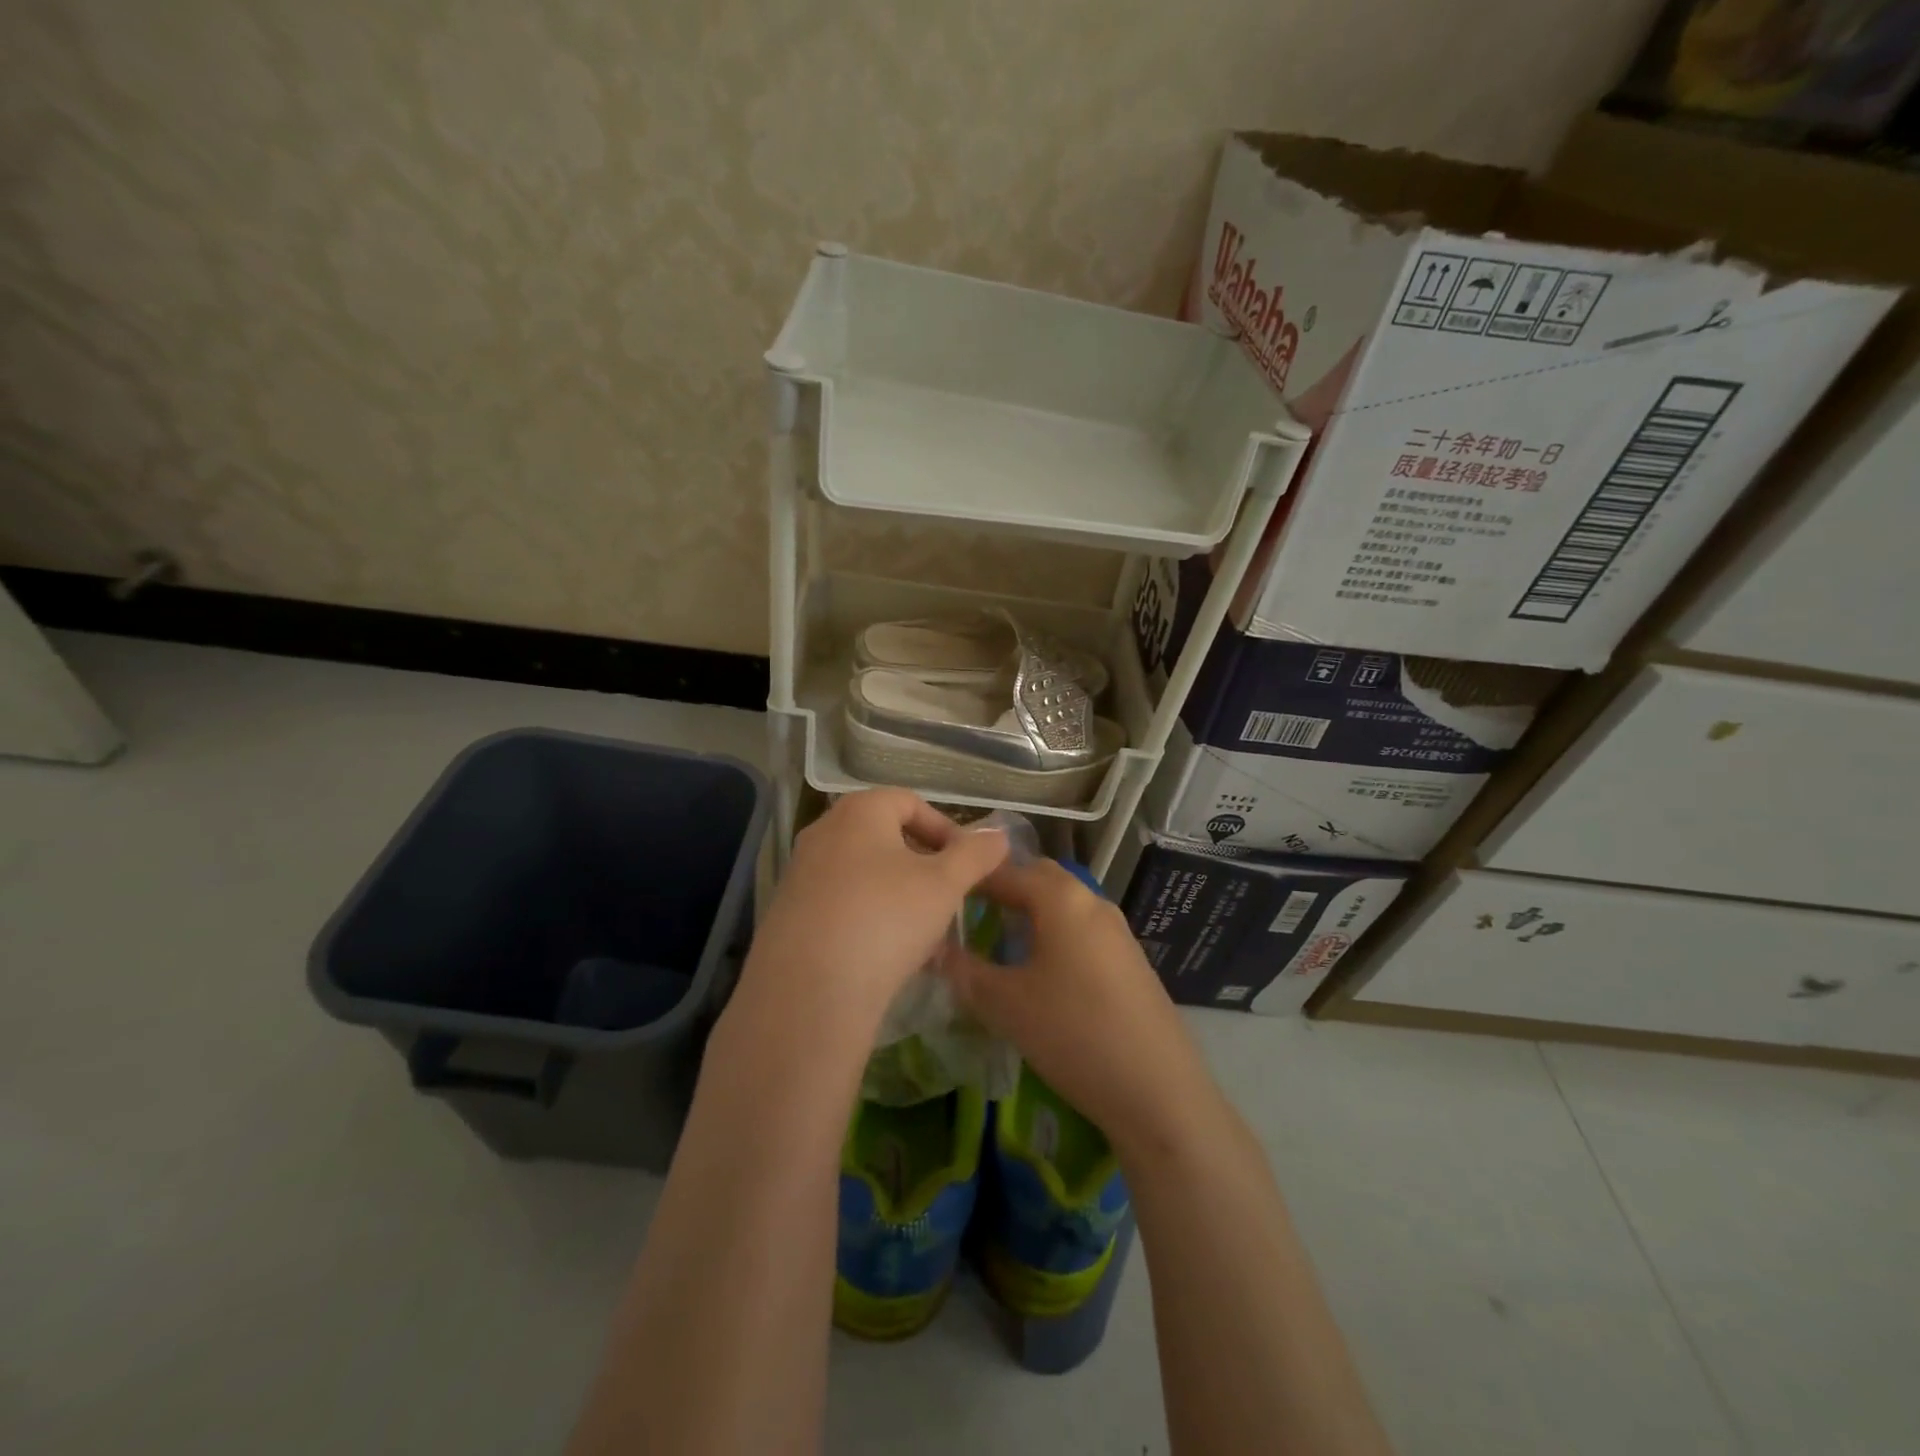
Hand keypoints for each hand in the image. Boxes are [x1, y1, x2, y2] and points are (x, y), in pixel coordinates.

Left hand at [739, 789, 1009, 1029]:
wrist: (809, 991)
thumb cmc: (886, 919)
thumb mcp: (945, 884)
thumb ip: (975, 854)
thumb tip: (997, 834)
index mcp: (859, 811)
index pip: (911, 802)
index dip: (946, 829)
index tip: (968, 864)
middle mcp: (823, 832)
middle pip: (886, 837)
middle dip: (924, 865)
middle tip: (949, 896)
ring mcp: (800, 873)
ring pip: (865, 874)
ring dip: (900, 895)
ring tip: (925, 933)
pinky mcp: (789, 914)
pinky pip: (842, 904)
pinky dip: (870, 918)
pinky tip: (890, 955)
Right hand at [938, 859, 1213, 1153]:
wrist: (1158, 1088)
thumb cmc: (1073, 1033)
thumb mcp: (1006, 1004)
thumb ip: (965, 971)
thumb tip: (934, 949)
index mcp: (1061, 898)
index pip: (1006, 872)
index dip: (971, 880)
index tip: (941, 893)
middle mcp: (1092, 901)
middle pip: (1040, 878)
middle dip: (1004, 887)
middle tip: (969, 910)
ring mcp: (1117, 930)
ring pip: (1064, 904)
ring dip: (1031, 911)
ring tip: (998, 938)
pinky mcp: (1130, 959)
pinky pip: (1082, 929)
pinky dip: (1054, 932)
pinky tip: (1039, 968)